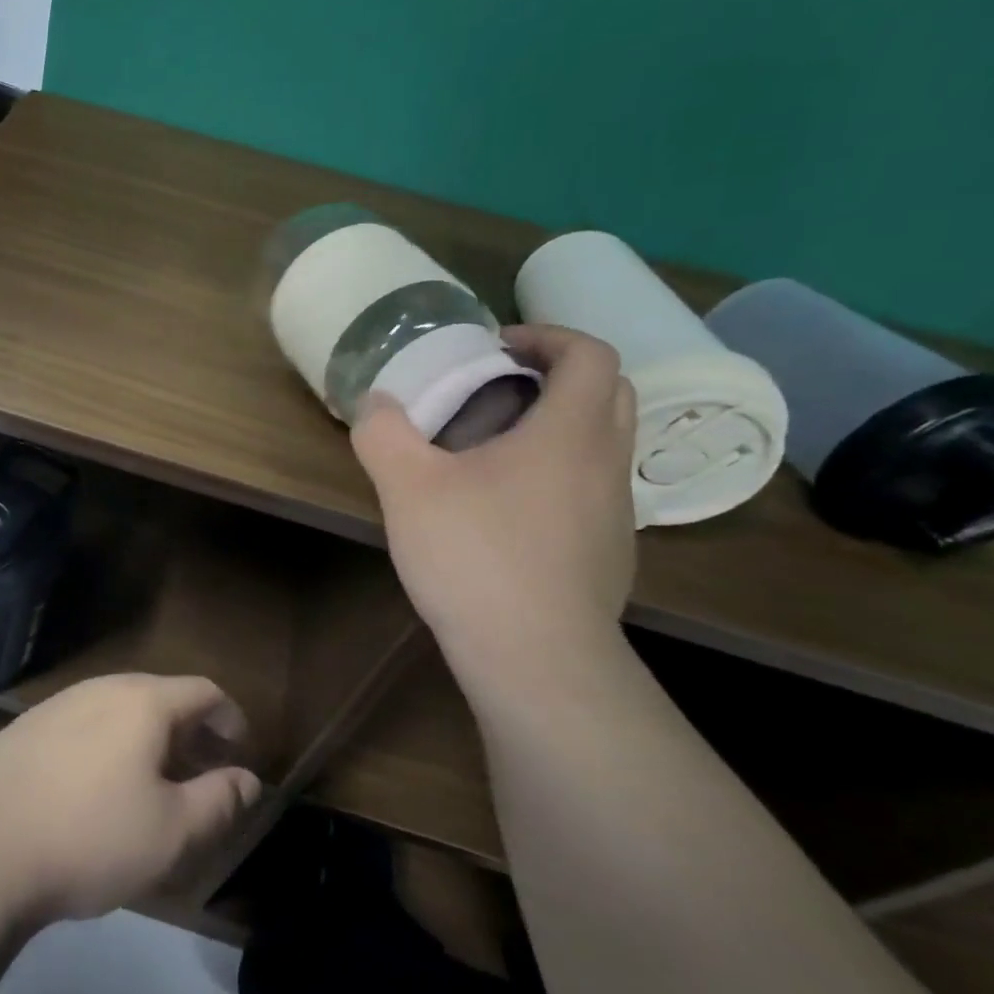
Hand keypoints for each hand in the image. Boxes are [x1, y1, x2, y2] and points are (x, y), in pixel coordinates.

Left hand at [0, 674, 262, 927]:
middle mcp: (101, 688)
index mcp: (142, 702)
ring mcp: (58, 704)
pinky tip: (96, 786)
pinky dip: (108, 743)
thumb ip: (219, 801)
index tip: (240, 752)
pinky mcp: (25, 727)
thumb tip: (248, 780)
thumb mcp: (172, 833)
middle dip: (190, 731)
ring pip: (119, 709)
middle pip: (160, 696)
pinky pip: (84, 723)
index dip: (230, 718)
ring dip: (147, 737)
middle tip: (202, 771)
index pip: (203, 691)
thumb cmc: (91, 838)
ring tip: (153, 781)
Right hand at [352, 323, 637, 665]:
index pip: (590, 355)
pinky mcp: (609, 553)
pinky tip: (507, 509)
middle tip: (500, 386)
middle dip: (560, 375)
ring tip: (495, 447)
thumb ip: (384, 433)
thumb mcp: (407, 487)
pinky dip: (559, 474)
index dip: (547, 336)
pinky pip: (592, 489)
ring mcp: (616, 513)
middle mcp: (607, 463)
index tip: (497, 347)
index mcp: (570, 432)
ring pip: (603, 444)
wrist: (535, 657)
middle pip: (611, 392)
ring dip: (560, 426)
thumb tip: (376, 402)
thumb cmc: (475, 556)